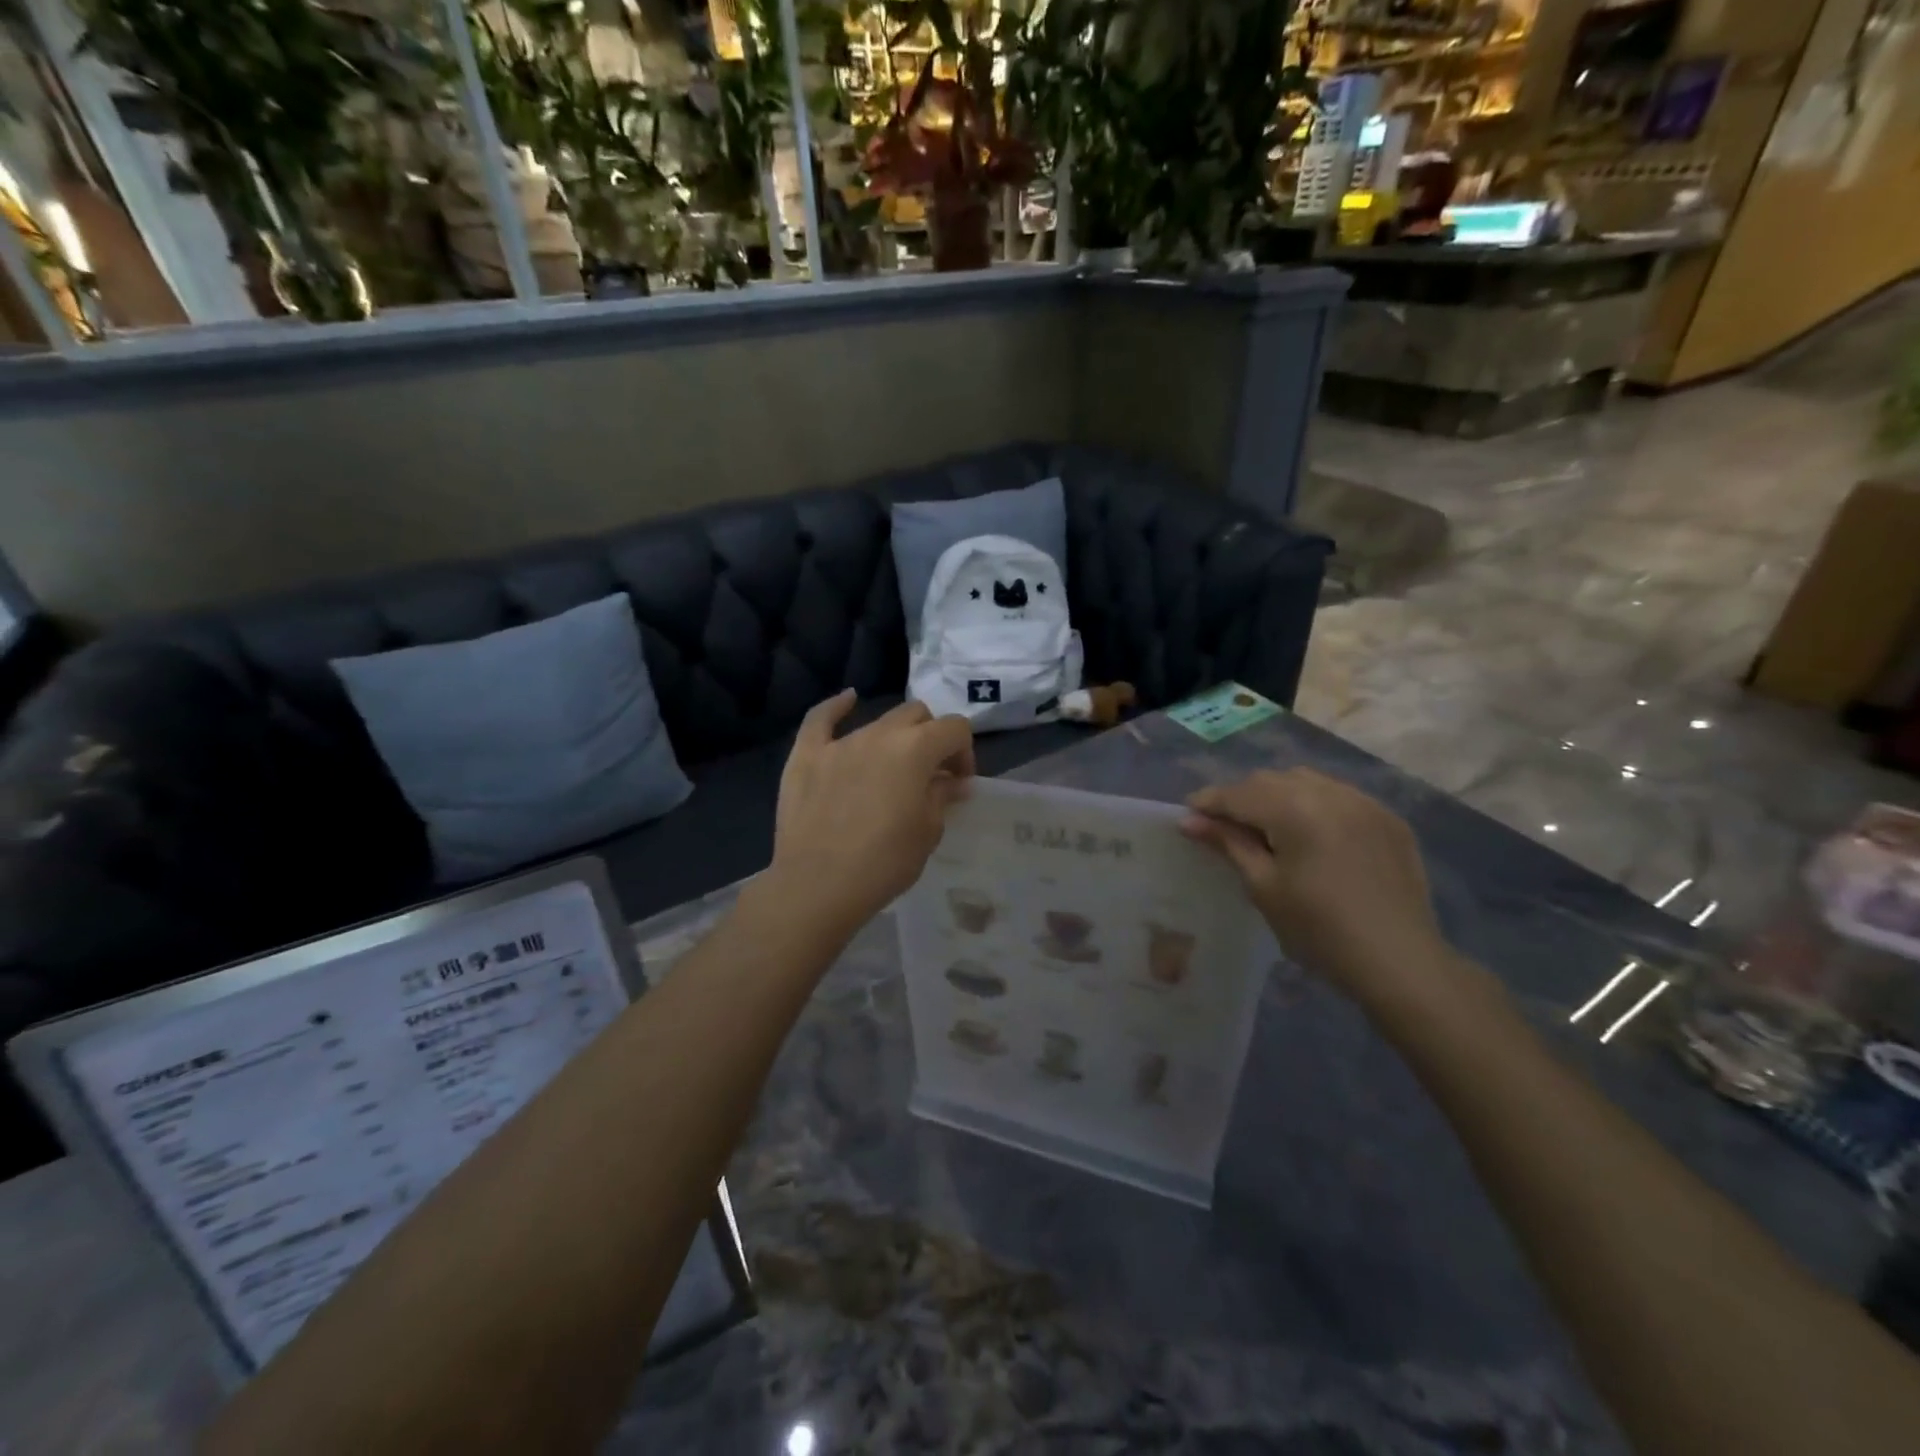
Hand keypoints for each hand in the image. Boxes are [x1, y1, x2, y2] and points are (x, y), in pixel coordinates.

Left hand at [768, 691, 974, 936]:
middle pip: (917, 715)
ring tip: (891, 770)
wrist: (818, 886)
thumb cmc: (884, 863)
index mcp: (916, 749)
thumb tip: (951, 782)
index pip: (955, 728)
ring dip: (893, 739)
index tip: (959, 782)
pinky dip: (837, 707)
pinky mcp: (806, 755)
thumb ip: (941, 796)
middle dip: (931, 738)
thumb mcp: (928, 832)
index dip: (964, 752)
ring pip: (877, 722)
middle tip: (930, 775)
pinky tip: (848, 699)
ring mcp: (840, 742)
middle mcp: (879, 734)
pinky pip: (821, 719)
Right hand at [1182, 769, 1460, 1012]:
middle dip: (1242, 797)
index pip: (1239, 793)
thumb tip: (1190, 821)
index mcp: (1296, 808)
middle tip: (1223, 826)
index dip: (1209, 802)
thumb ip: (1228, 844)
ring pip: (1306, 781)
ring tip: (1266, 827)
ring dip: (1278, 796)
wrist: (1400, 962)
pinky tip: (1311, 834)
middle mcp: (1330, 792)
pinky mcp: (1388, 819)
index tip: (1187, 816)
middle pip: (1271, 781)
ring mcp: (1364, 802)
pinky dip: (1314, 805)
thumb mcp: (1264, 887)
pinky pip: (1339, 796)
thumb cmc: (1319, 930)